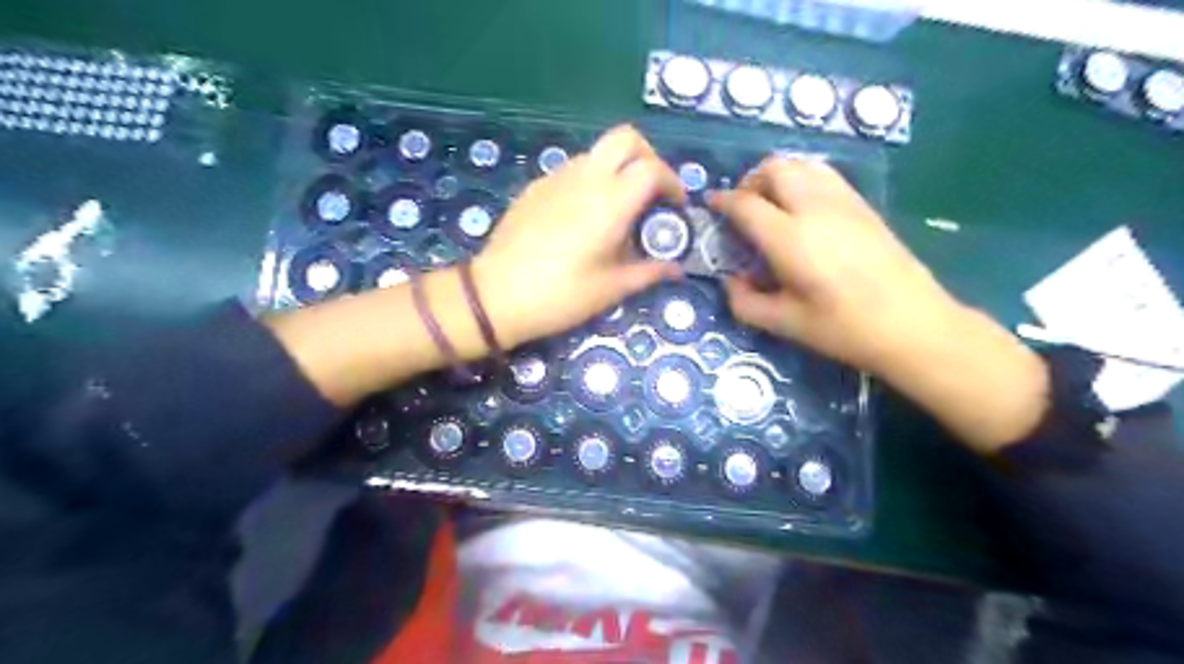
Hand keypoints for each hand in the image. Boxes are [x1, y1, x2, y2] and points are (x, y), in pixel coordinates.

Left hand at [474, 122, 685, 348]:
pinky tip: (583, 217)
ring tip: (618, 209)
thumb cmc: (560, 295)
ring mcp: (556, 177)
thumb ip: (649, 272)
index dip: (672, 182)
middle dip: (647, 157)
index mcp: (610, 201)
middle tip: (651, 192)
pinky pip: (573, 170)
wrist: (496, 296)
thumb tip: (675, 269)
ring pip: (597, 153)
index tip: (675, 207)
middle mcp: (585, 178)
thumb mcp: (611, 289)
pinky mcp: (535, 187)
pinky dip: (590, 181)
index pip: (652, 169)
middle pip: (626, 138)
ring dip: (617, 169)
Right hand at [705, 156, 954, 373]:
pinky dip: (803, 179)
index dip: (723, 202)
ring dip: (778, 176)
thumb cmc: (844, 329)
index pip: (745, 204)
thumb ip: (746, 302)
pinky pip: (825, 175)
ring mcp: (843, 202)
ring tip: (772, 204)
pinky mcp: (863, 206)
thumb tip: (732, 282)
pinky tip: (803, 209)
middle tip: (743, 207)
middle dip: (751, 181)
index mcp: (789, 238)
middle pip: (775, 169)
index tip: (712, 205)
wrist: (912, 325)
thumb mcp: (785, 324)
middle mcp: (814, 209)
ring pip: (802, 164)